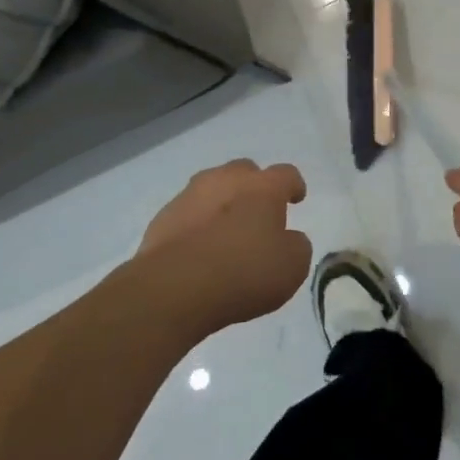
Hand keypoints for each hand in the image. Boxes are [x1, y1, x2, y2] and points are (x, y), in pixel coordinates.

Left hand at [137, 160, 311, 331]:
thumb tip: (288, 238)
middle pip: (244, 171)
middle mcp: (226, 180)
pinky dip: (196, 223)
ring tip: (225, 230)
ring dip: (222, 202)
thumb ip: (296, 245)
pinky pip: (187, 212)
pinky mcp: (163, 217)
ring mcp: (190, 195)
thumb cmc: (244, 273)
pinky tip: (198, 248)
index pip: (286, 174)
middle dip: (253, 188)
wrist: (175, 288)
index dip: (293, 186)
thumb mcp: (292, 267)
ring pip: (212, 188)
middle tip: (258, 214)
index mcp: (263, 187)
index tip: (295, 199)